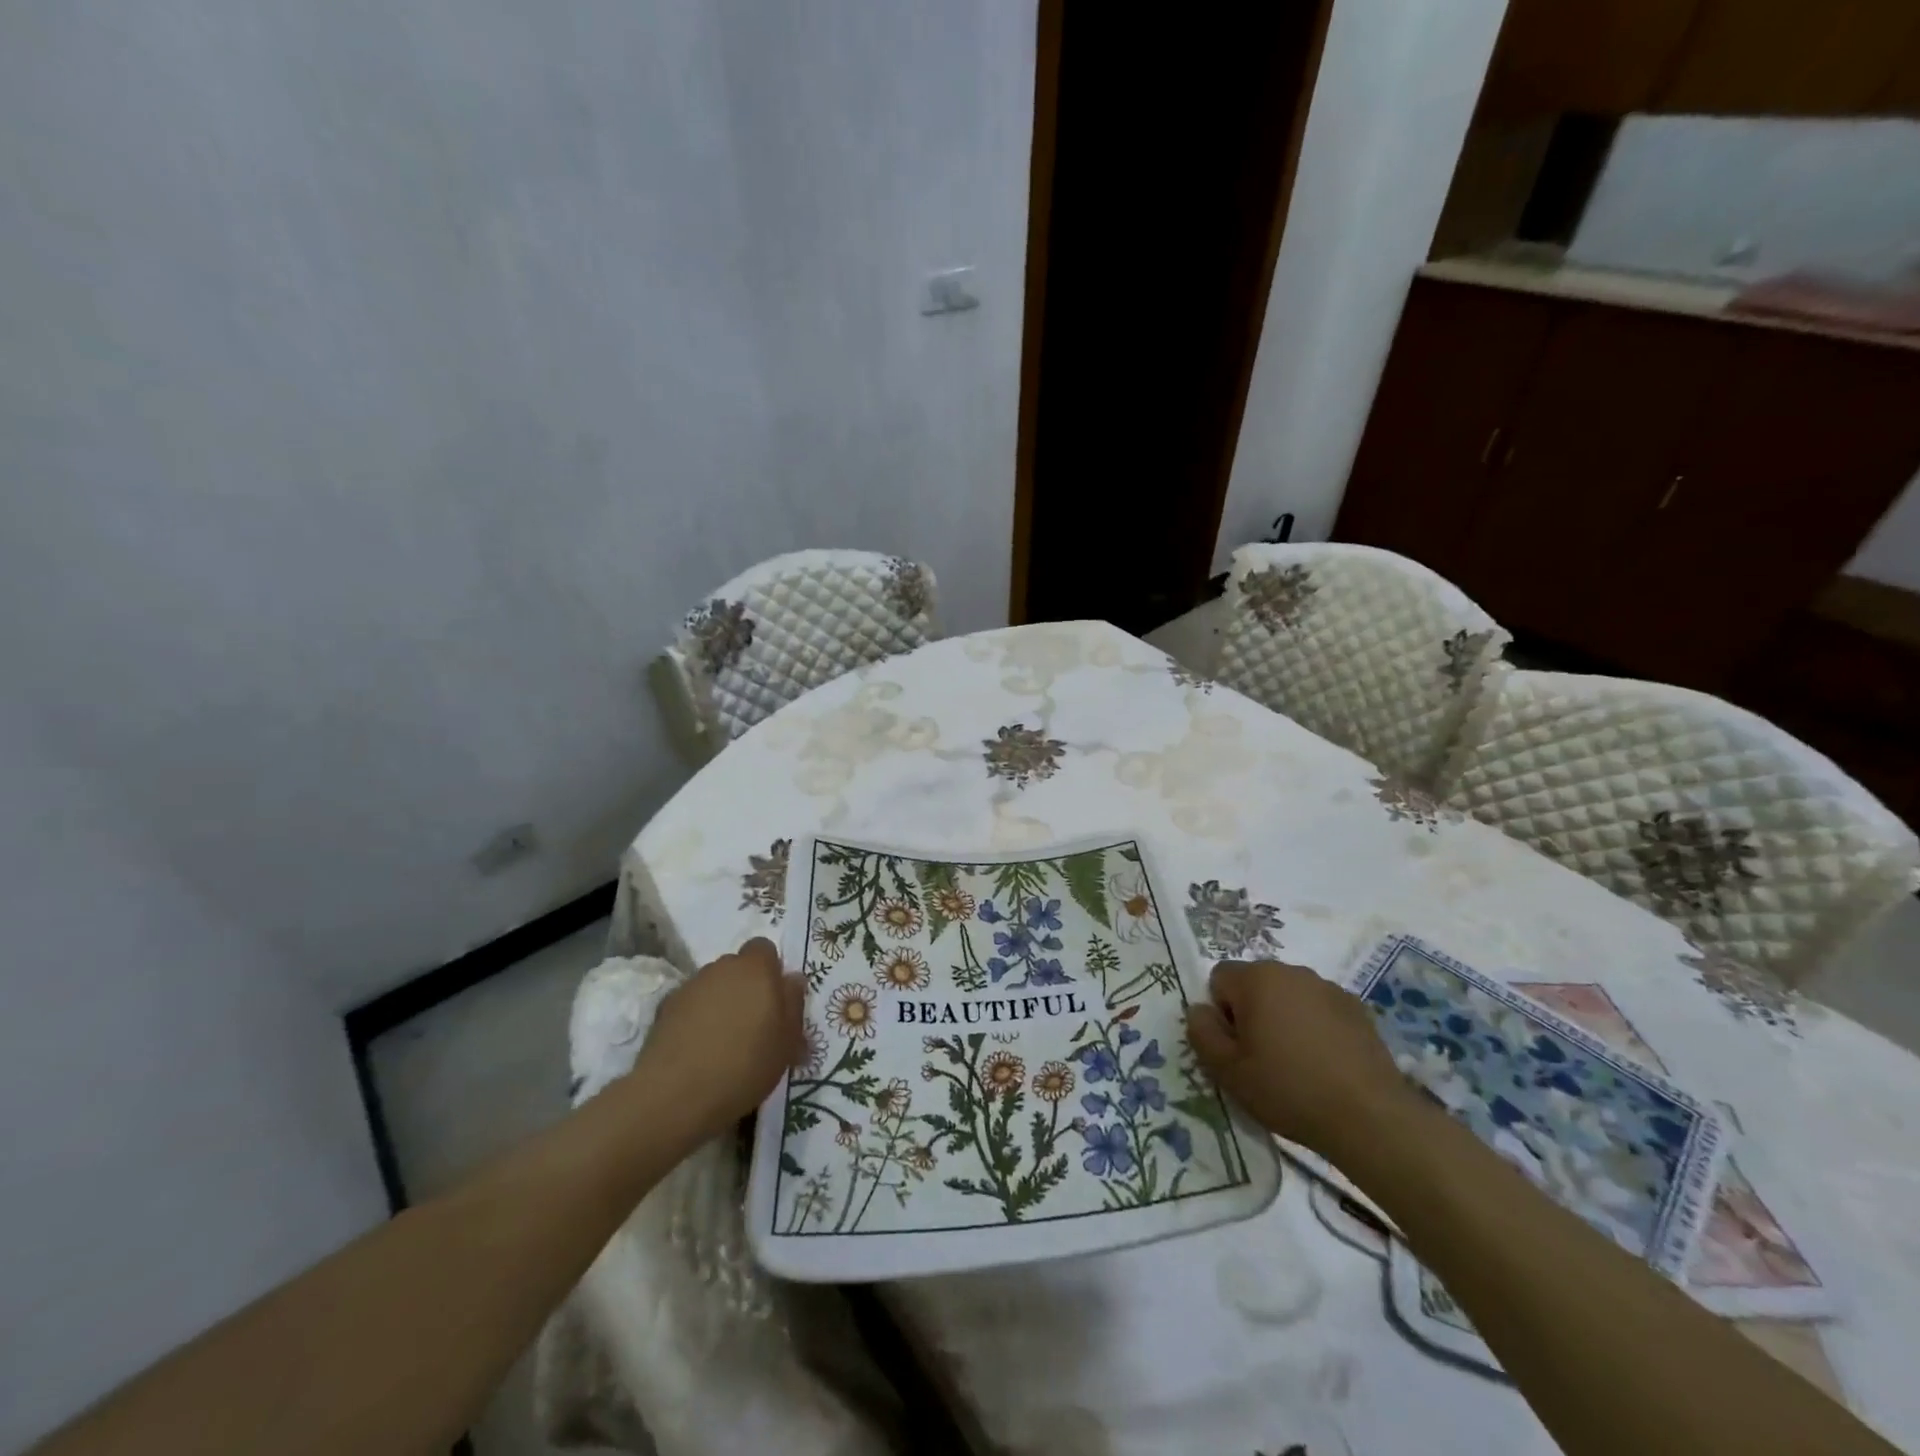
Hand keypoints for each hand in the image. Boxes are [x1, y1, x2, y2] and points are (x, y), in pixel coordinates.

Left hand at [636, 938, 804, 1138]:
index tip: (773, 1001)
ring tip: (722, 1040)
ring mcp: (689, 987)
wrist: (676, 1095)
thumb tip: (792, 979)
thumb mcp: (787, 1041)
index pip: (764, 948)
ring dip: (719, 1002)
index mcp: (755, 968)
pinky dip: (695, 1019)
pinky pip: (689, 1006)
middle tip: (752, 1024)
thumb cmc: (746, 1064)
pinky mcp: (663, 1010)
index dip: (769, 970)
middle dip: (744, 987)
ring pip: (712, 986)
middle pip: (736, 967)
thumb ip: (793, 1003)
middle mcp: (721, 968)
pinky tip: (697, 1050)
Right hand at [1187, 959, 1414, 1157]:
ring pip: (1288, 995)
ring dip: (1284, 1018)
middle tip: (1262, 1058)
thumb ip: (1202, 1033)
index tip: (1237, 1048)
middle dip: (1252, 1012)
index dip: (1221, 1013)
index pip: (1220, 978)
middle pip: (1255, 983)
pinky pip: (1319, 1009)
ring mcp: (1328, 988)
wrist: (1370, 1117)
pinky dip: (1315, 1027)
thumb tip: (1199, 1010)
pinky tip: (1325, 1064)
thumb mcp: (1227, 1071)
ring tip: (1297, 1064)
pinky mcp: (1357, 1008)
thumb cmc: (1288, 1090)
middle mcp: (1291, 971)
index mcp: (1256, 979)